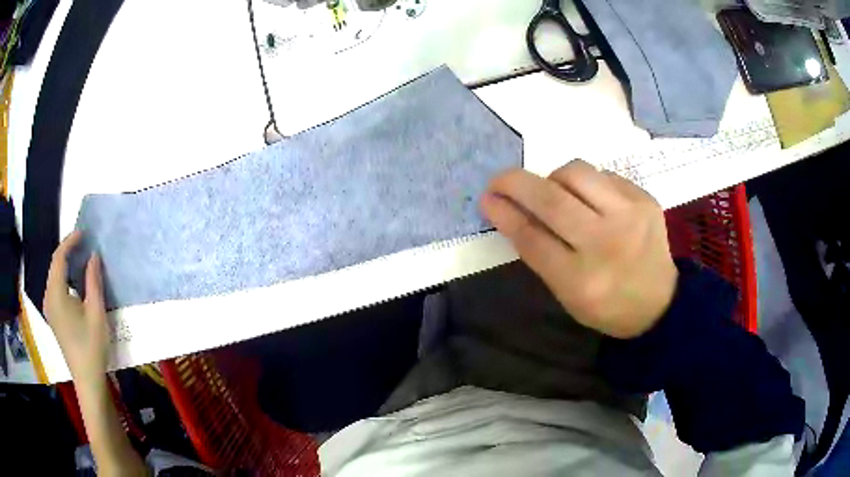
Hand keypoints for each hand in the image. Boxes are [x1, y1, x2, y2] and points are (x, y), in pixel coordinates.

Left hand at [44, 231, 109, 382]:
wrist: (87, 379)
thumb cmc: (92, 346)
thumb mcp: (96, 313)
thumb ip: (93, 281)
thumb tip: (93, 255)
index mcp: (56, 294)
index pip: (59, 258)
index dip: (70, 242)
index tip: (83, 233)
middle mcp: (48, 298)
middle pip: (54, 266)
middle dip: (67, 251)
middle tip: (83, 243)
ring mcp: (49, 308)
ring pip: (54, 277)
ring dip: (66, 264)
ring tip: (80, 258)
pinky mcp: (53, 317)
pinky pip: (55, 288)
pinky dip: (64, 278)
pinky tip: (74, 281)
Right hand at [481, 160, 677, 338]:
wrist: (660, 302)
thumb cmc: (607, 305)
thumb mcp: (567, 294)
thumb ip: (540, 253)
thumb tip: (510, 210)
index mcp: (582, 280)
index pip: (532, 237)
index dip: (504, 213)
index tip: (487, 198)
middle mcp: (607, 244)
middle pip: (551, 199)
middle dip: (516, 183)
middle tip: (500, 180)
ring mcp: (631, 216)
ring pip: (576, 172)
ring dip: (553, 178)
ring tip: (555, 193)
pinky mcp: (645, 198)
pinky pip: (602, 174)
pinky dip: (585, 183)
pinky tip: (590, 200)